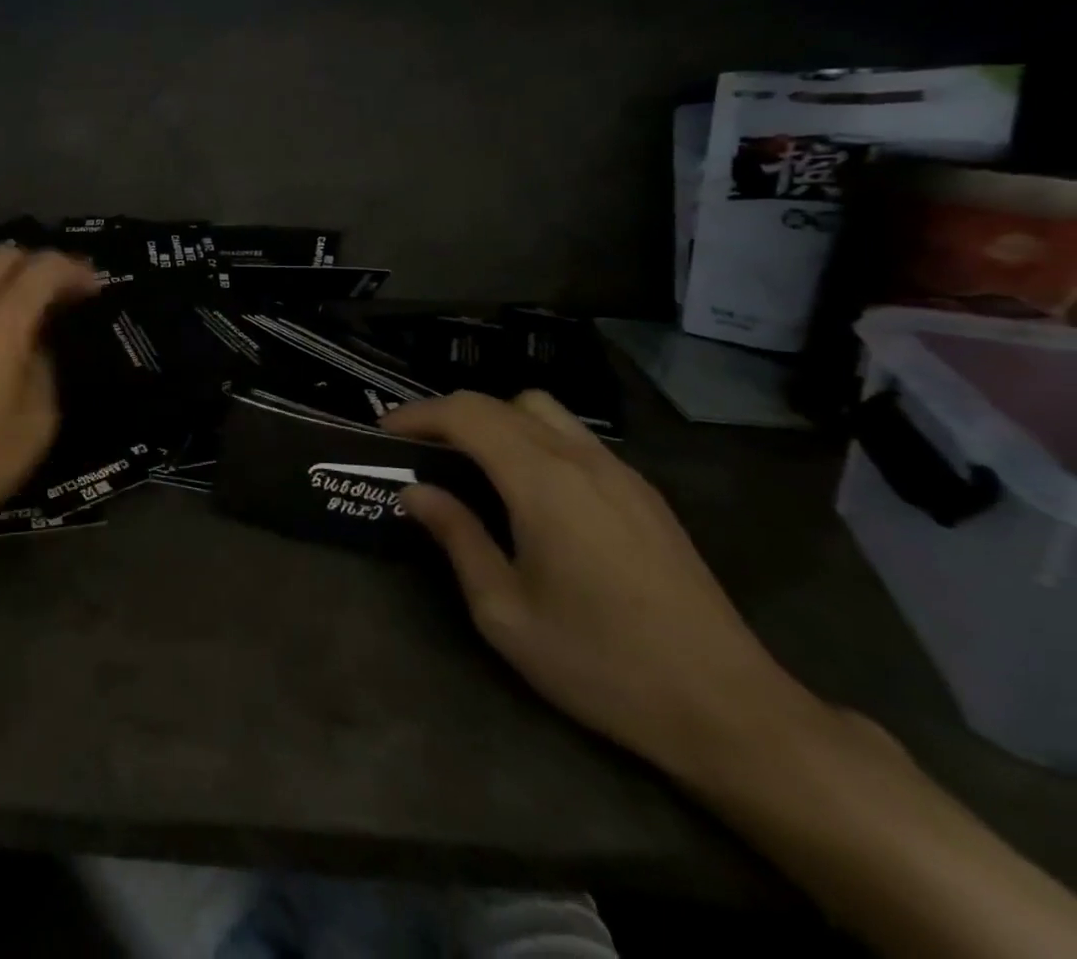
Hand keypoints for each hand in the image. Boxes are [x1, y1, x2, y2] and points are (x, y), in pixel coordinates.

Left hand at [0, 246, 100, 560]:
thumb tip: (36, 344)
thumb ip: (44, 367)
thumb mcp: (36, 422)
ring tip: (27, 309)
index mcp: (0, 321)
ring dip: (6, 277)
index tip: (95, 289)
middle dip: (40, 264)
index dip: (75, 271)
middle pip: (5, 255)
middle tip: (63, 295)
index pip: (44, 268)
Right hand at [382, 390, 828, 786]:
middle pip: (500, 403)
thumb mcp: (505, 613)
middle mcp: (581, 460)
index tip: (384, 433)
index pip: (466, 414)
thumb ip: (457, 538)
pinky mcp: (644, 493)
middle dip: (449, 414)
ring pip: (542, 411)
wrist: (729, 710)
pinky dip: (533, 438)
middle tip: (418, 448)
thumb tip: (417, 492)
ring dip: (496, 420)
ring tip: (470, 461)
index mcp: (542, 482)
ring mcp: (620, 472)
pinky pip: (575, 437)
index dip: (418, 414)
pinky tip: (528, 488)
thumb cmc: (601, 664)